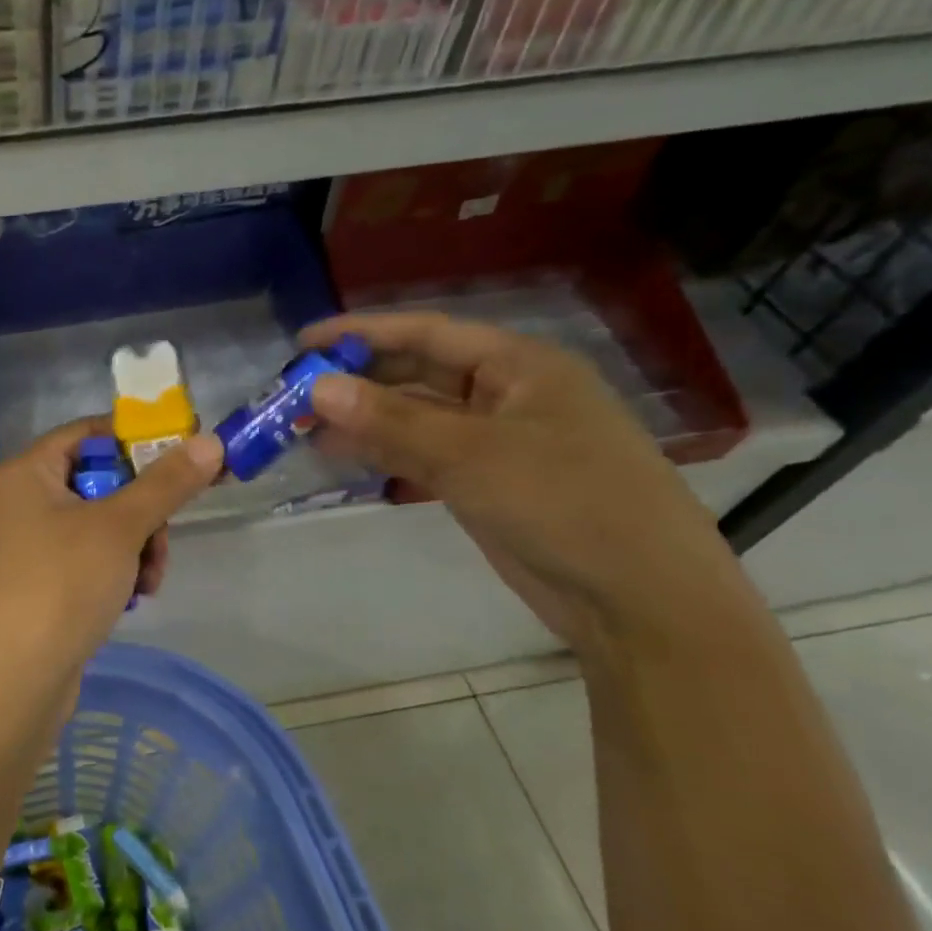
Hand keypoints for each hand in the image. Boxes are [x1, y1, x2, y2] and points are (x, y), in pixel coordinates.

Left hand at [0, 419, 222, 717]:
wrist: (11, 682)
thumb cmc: (60, 587)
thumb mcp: (119, 528)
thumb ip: (166, 483)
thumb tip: (210, 442)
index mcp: (24, 473)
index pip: (87, 434)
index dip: (136, 440)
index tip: (184, 457)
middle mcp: (19, 501)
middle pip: (98, 482)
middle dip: (142, 512)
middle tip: (162, 538)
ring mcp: (25, 545)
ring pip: (99, 525)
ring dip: (135, 547)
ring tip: (148, 581)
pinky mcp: (36, 583)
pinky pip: (86, 558)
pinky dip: (114, 571)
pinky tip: (131, 598)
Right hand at [300, 312, 744, 650]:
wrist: (637, 598)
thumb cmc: (564, 503)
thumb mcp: (471, 454)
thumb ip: (390, 418)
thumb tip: (317, 386)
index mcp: (520, 366)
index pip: (429, 333)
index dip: (363, 332)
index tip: (304, 342)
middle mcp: (507, 394)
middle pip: (418, 373)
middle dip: (357, 380)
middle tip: (294, 392)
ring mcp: (496, 441)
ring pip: (415, 417)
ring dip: (363, 419)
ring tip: (302, 426)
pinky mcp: (485, 483)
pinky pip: (422, 454)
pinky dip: (382, 452)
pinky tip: (340, 454)